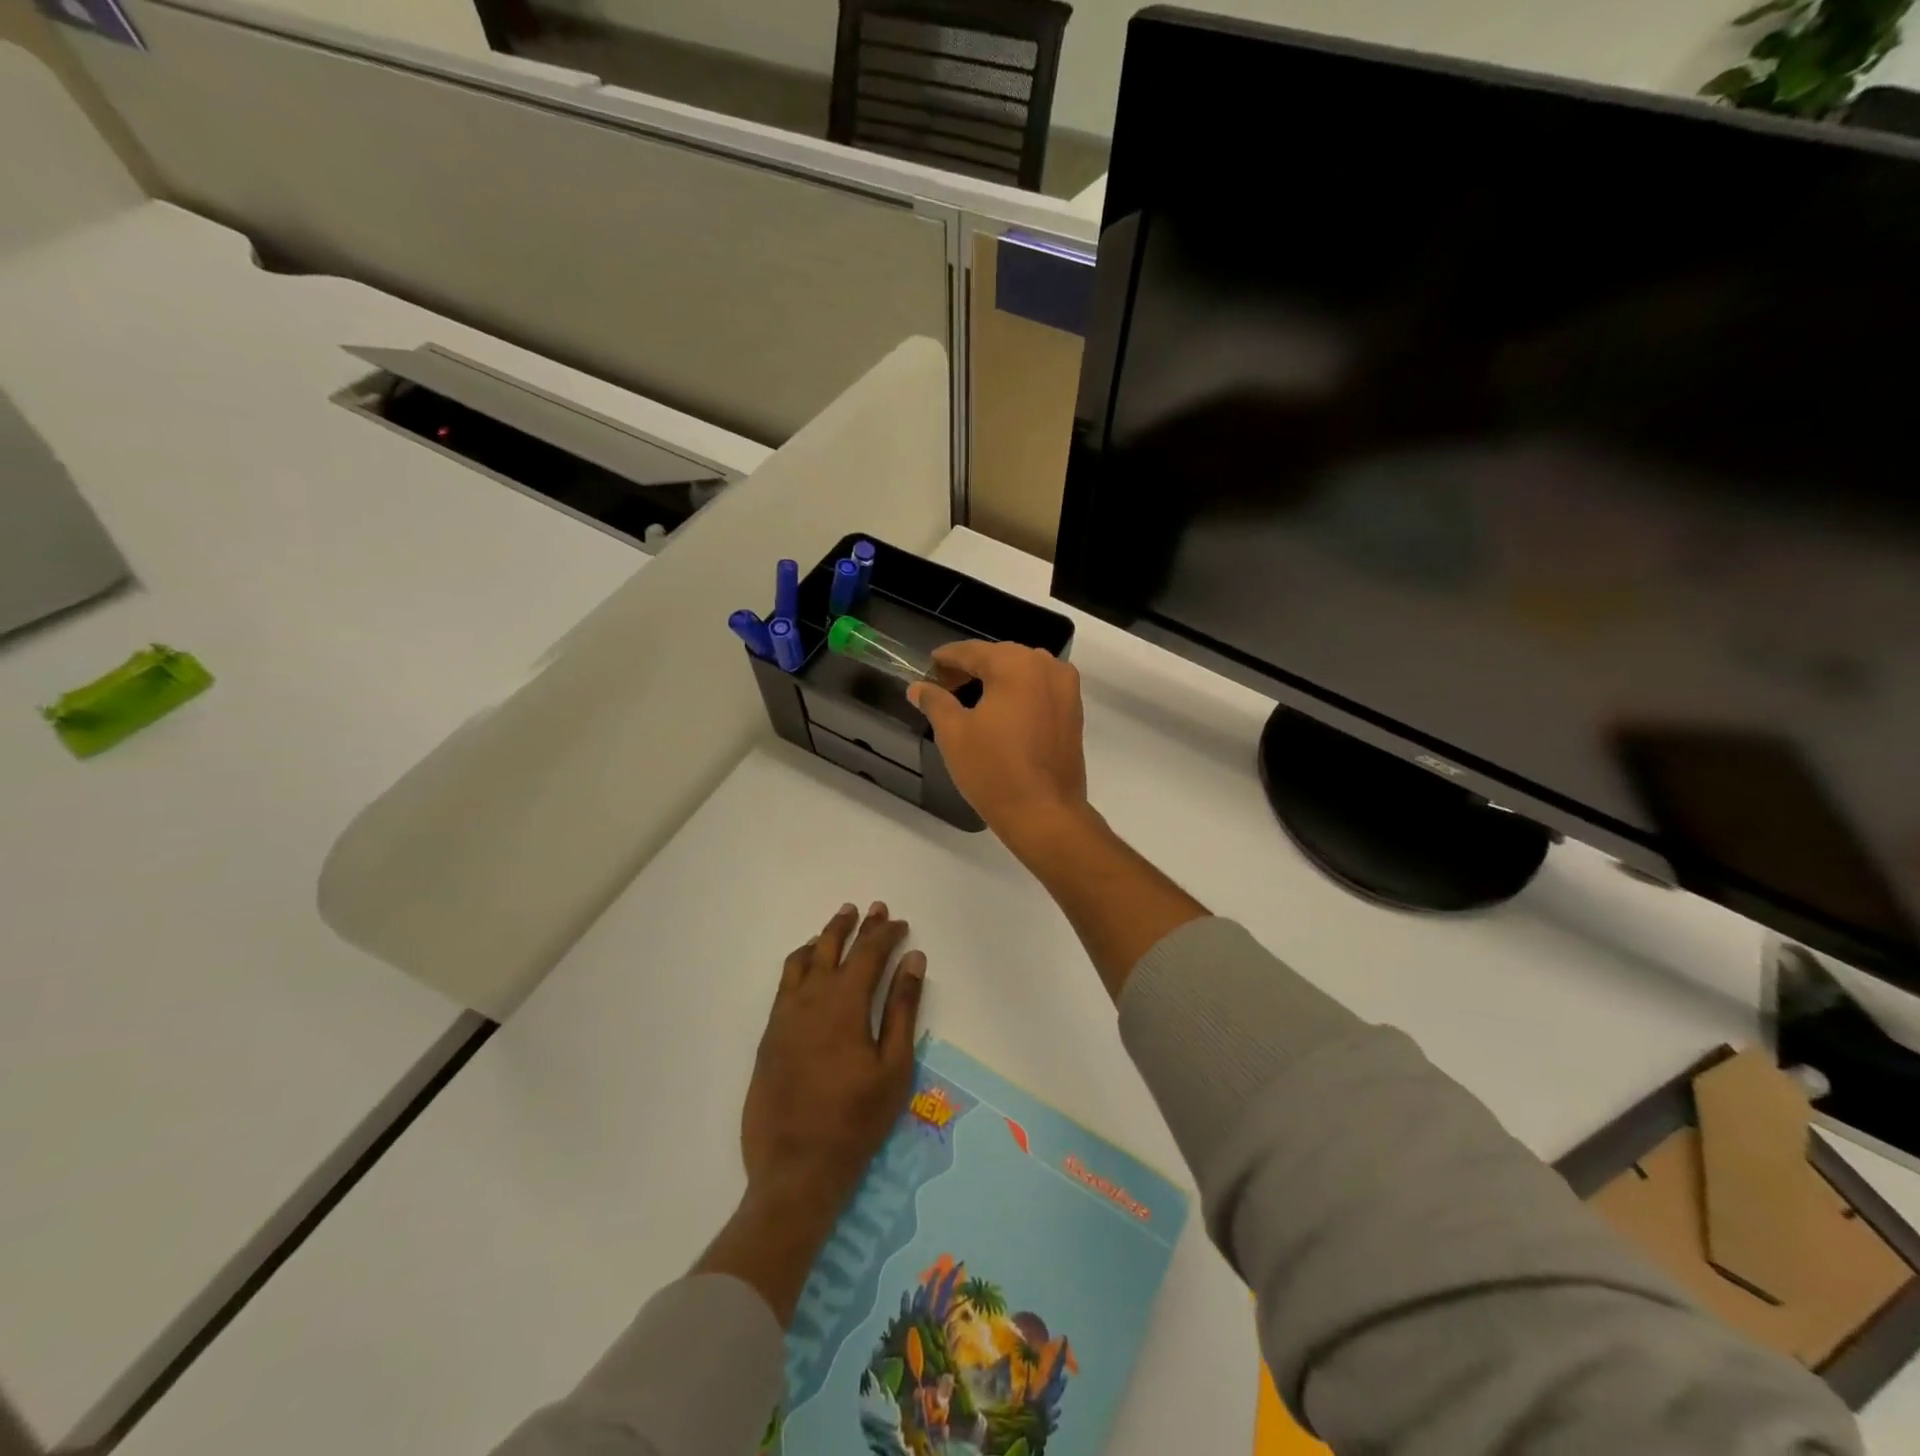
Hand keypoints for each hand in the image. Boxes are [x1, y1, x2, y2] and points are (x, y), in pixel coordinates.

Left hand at [742, 901, 924, 1210]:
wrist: (795, 1167)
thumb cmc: (856, 1118)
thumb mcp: (894, 1066)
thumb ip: (903, 1007)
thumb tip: (913, 960)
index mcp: (845, 1002)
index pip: (869, 952)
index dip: (886, 933)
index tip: (900, 923)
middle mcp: (811, 997)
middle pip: (834, 946)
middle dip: (855, 925)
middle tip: (870, 908)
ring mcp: (785, 1014)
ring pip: (803, 958)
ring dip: (824, 937)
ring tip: (838, 923)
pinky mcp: (770, 1033)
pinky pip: (785, 981)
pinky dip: (800, 961)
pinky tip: (807, 963)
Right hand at [908, 641, 1089, 845]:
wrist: (1045, 813)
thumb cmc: (994, 770)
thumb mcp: (954, 734)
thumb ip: (935, 701)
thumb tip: (919, 687)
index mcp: (1016, 664)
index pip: (972, 651)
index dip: (946, 658)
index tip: (928, 667)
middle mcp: (1046, 666)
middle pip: (1000, 657)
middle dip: (971, 668)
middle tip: (943, 686)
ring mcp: (1066, 688)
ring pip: (1022, 671)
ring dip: (996, 679)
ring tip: (968, 699)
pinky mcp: (1074, 710)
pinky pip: (1039, 689)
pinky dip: (1018, 693)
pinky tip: (999, 712)